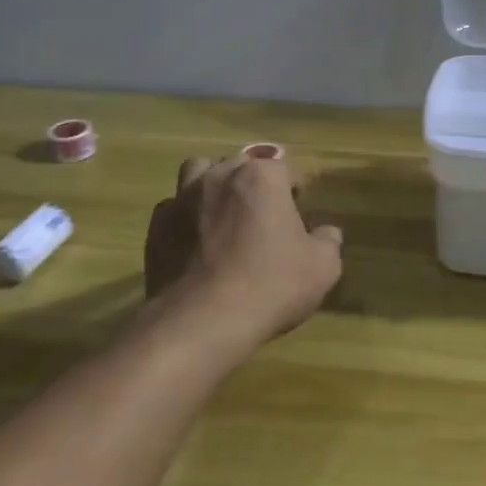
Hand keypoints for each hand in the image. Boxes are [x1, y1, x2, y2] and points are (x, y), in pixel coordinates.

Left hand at [144, 149, 343, 350]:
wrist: (204, 320)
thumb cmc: (271, 285)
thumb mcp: (323, 267)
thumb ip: (328, 241)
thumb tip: (327, 233)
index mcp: (262, 177)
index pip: (283, 168)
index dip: (293, 189)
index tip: (298, 211)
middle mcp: (220, 176)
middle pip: (240, 165)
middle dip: (253, 183)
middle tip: (264, 216)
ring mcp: (182, 198)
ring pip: (198, 172)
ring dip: (212, 185)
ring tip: (223, 214)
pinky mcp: (157, 227)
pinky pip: (173, 208)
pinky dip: (185, 217)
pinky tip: (194, 241)